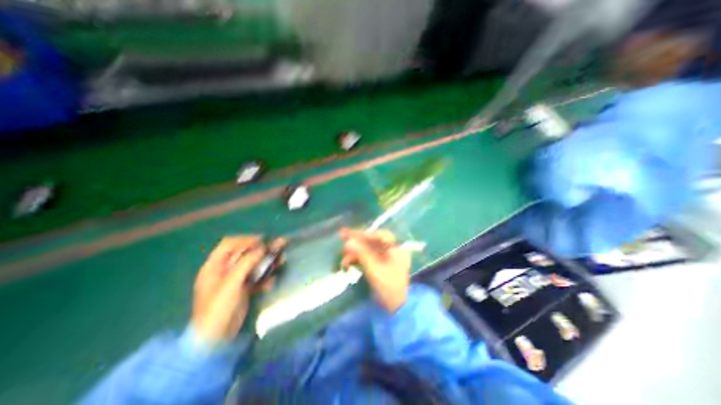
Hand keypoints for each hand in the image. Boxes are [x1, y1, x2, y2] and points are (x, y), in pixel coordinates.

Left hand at [192, 236, 283, 342]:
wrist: (216, 339)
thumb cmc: (218, 309)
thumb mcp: (231, 284)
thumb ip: (246, 263)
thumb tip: (262, 247)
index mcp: (214, 267)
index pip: (229, 244)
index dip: (245, 240)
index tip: (262, 240)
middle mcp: (224, 270)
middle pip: (244, 253)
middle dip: (261, 249)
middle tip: (278, 245)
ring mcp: (235, 280)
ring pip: (253, 264)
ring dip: (267, 262)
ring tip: (281, 259)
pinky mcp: (244, 288)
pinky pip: (257, 277)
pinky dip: (265, 277)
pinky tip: (271, 282)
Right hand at [340, 229, 408, 311]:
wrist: (396, 307)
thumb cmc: (387, 286)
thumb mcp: (373, 268)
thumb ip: (361, 253)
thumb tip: (348, 241)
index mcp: (396, 248)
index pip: (380, 235)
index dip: (365, 233)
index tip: (351, 234)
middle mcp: (393, 250)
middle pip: (373, 241)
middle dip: (358, 241)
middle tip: (342, 237)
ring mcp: (387, 257)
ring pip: (370, 249)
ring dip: (356, 251)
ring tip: (343, 255)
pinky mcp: (381, 264)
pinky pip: (369, 257)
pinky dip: (359, 258)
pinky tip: (348, 262)